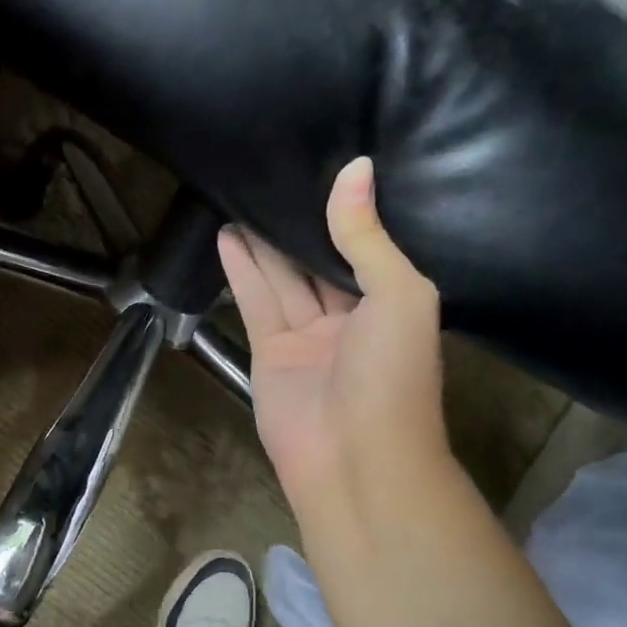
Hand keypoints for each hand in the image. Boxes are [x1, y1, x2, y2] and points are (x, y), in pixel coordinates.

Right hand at [217, 157, 451, 518]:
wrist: (356, 457)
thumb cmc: (393, 374)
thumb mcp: (398, 295)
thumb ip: (367, 237)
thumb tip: (355, 169)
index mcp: (392, 304)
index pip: (365, 248)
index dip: (344, 213)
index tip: (323, 169)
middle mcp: (350, 318)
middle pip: (318, 262)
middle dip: (297, 226)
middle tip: (273, 176)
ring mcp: (307, 337)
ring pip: (283, 279)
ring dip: (263, 243)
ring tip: (241, 197)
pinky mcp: (269, 352)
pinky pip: (256, 303)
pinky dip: (242, 271)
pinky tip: (228, 236)